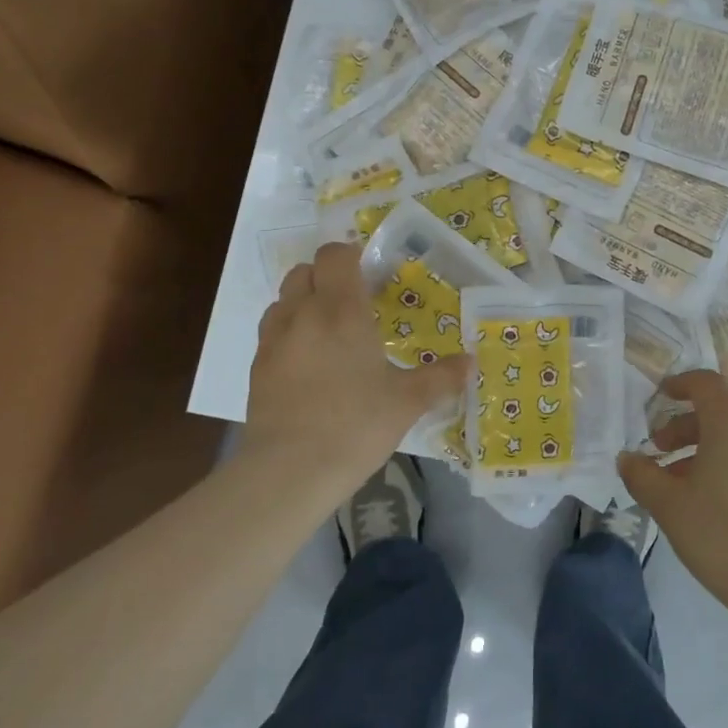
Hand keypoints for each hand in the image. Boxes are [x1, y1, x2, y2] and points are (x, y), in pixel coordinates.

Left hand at [249, 243, 467, 482]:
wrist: (289, 472)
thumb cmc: (355, 425)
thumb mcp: (407, 402)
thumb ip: (441, 378)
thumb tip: (471, 363)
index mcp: (342, 311)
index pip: (334, 255)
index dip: (350, 255)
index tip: (371, 275)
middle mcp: (303, 314)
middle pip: (304, 271)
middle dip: (327, 277)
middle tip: (353, 303)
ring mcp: (274, 341)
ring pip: (284, 299)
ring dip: (305, 302)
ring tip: (329, 331)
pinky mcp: (257, 368)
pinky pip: (273, 332)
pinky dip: (290, 333)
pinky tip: (310, 365)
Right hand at [617, 370, 727, 629]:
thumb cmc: (724, 538)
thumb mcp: (670, 507)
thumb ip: (642, 476)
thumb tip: (626, 457)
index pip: (706, 383)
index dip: (680, 383)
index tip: (658, 396)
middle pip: (716, 413)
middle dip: (682, 427)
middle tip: (657, 452)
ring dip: (700, 451)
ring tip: (676, 485)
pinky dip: (722, 466)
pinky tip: (707, 504)